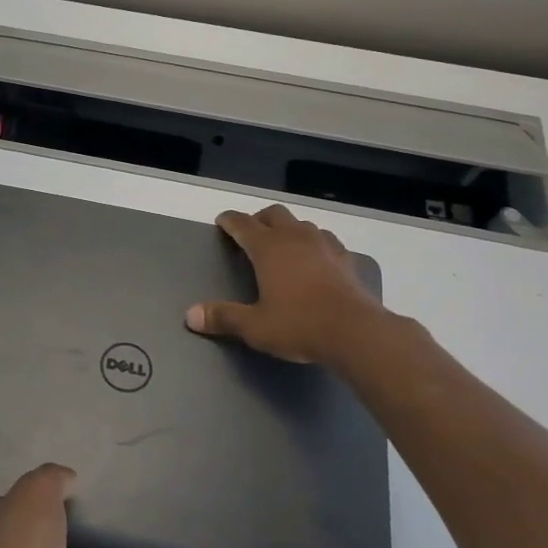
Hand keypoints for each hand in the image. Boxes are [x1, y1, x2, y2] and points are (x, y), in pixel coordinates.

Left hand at [0, 464, 121, 547]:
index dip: (32, 502)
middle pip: (34, 545)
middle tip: (91, 521)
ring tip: (111, 545)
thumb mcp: (36, 492)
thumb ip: (52, 479)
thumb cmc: (19, 545)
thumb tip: (68, 480)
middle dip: (61, 534)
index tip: (62, 495)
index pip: (7, 512)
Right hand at [185, 204, 382, 364]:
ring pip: (302, 224)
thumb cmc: (299, 325)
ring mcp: (325, 246)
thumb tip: (191, 315)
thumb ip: (223, 317)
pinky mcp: (346, 260)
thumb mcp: (254, 326)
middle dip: (260, 219)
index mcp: (268, 248)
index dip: (229, 221)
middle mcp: (295, 238)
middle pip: (274, 214)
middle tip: (251, 233)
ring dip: (289, 229)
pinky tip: (315, 259)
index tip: (222, 221)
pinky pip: (326, 240)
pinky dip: (314, 243)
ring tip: (283, 245)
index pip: (243, 224)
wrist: (357, 332)